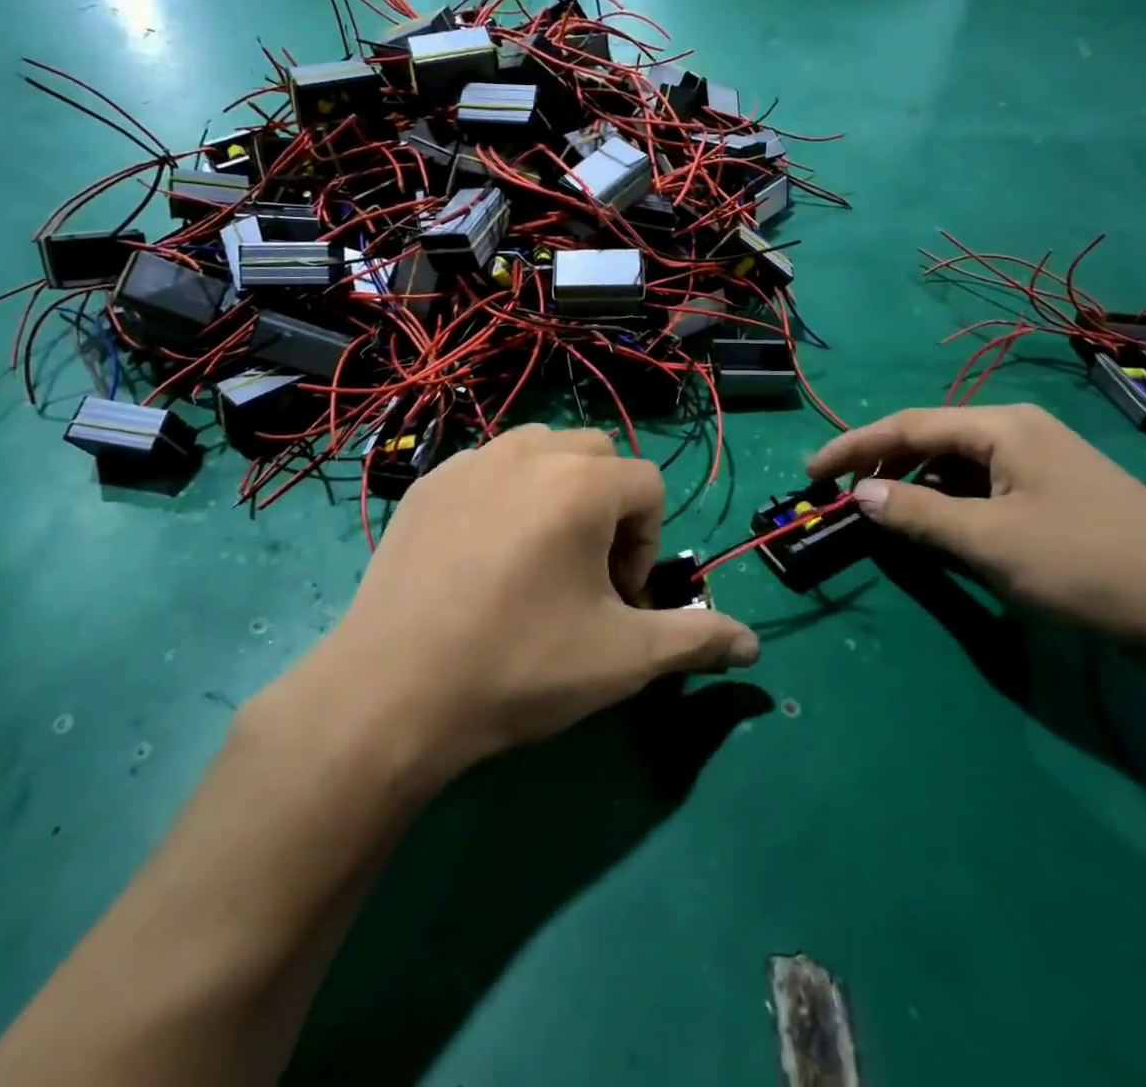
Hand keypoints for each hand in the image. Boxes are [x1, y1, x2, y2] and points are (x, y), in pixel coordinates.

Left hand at [285, 426, 759, 785]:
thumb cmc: (520, 668)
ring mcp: (469, 462)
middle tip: (585, 575)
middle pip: (597, 456)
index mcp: (581, 482)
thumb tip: (753, 644)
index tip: (619, 599)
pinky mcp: (427, 484)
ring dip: (558, 491)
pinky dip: (505, 495)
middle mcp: (527, 452)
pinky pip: (488, 468)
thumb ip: (696, 638)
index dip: (647, 543)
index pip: (647, 484)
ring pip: (540, 452)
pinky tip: (483, 559)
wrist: (391, 694)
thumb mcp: (623, 659)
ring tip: (539, 557)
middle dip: (608, 507)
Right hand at [808, 404, 1145, 653]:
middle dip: (884, 462)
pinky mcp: (1057, 493)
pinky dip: (951, 501)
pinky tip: (941, 525)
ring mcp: (1044, 461)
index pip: (908, 425)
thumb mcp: (988, 541)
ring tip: (886, 512)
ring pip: (958, 463)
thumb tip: (860, 492)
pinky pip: (985, 485)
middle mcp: (1021, 431)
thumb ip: (916, 513)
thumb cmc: (1085, 565)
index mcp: (1003, 426)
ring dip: (916, 484)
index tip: (810, 471)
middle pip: (933, 438)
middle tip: (845, 495)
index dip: (853, 446)